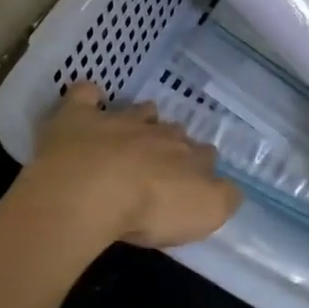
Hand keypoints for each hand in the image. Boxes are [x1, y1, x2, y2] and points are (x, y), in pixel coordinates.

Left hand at [17, 83, 240, 249]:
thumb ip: (223, 198)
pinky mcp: (79, 118)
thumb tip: (229, 188)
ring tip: (135, 128)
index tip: (195, 180)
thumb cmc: (150, 208)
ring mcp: (117, 121)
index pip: (205, 155)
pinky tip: (89, 97)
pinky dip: (88, 94)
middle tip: (162, 161)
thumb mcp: (205, 213)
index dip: (202, 165)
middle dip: (172, 141)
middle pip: (173, 131)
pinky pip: (85, 94)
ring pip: (138, 111)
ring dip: (141, 117)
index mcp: (188, 157)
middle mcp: (157, 134)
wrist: (91, 191)